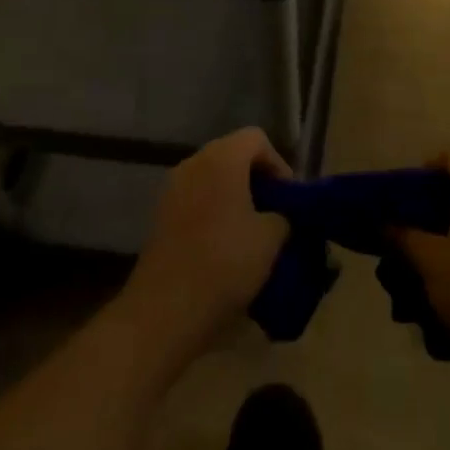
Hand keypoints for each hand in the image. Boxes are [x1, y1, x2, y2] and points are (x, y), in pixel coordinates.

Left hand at [123, 128, 291, 362]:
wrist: (165, 310)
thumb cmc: (225, 263)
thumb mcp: (271, 238)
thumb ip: (284, 216)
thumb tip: (282, 216)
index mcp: (221, 159)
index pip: (256, 139)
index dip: (278, 163)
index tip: (288, 198)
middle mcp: (193, 163)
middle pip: (233, 155)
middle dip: (257, 179)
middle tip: (275, 212)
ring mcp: (172, 189)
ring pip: (213, 178)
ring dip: (235, 196)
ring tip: (253, 230)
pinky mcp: (161, 215)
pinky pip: (196, 198)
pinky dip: (215, 210)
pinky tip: (226, 244)